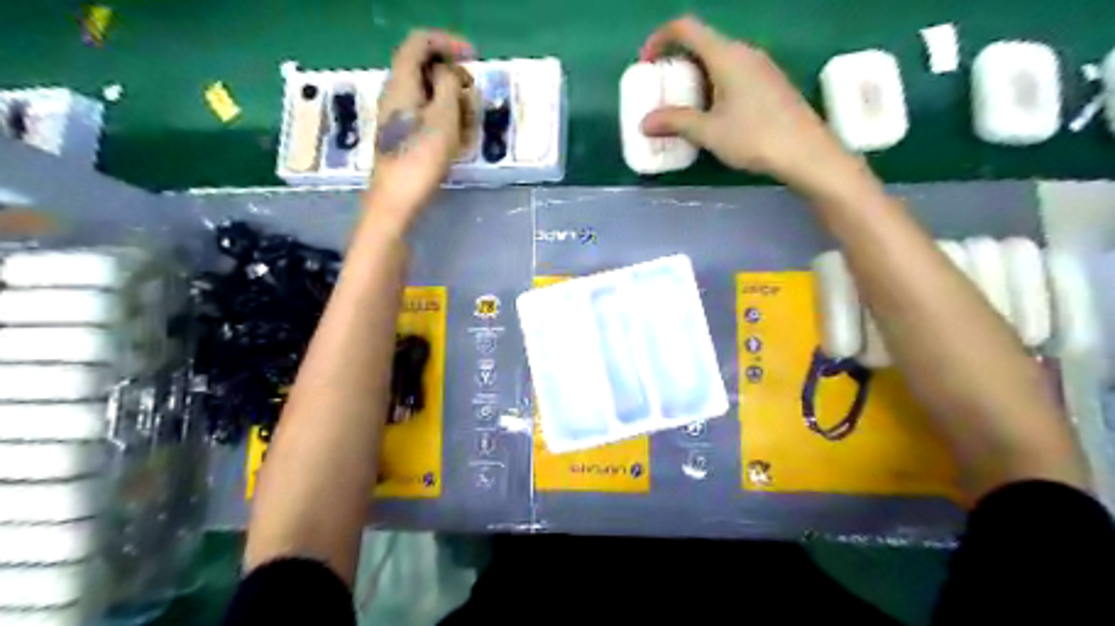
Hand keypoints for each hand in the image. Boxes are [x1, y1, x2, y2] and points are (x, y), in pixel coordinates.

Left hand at [370, 30, 472, 231]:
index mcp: (402, 82)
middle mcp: (395, 92)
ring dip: (451, 101)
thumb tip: (448, 72)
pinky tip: (456, 139)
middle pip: (424, 67)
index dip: (448, 43)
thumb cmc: (421, 158)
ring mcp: (396, 114)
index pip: (420, 42)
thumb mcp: (443, 117)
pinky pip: (425, 113)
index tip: (473, 58)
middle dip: (453, 77)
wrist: (396, 199)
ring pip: (427, 93)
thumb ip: (448, 84)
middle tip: (473, 97)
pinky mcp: (401, 134)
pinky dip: (443, 118)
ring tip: (468, 126)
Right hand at [635, 13, 855, 191]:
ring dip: (696, 77)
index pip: (686, 28)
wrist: (806, 153)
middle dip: (677, 63)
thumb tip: (645, 123)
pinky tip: (713, 115)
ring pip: (719, 60)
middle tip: (663, 91)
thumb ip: (675, 122)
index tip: (646, 63)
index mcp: (726, 55)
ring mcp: (761, 66)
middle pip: (703, 43)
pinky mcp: (770, 83)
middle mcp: (744, 52)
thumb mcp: (709, 132)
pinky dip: (714, 85)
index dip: (660, 39)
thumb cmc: (754, 137)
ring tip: (684, 107)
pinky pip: (734, 73)